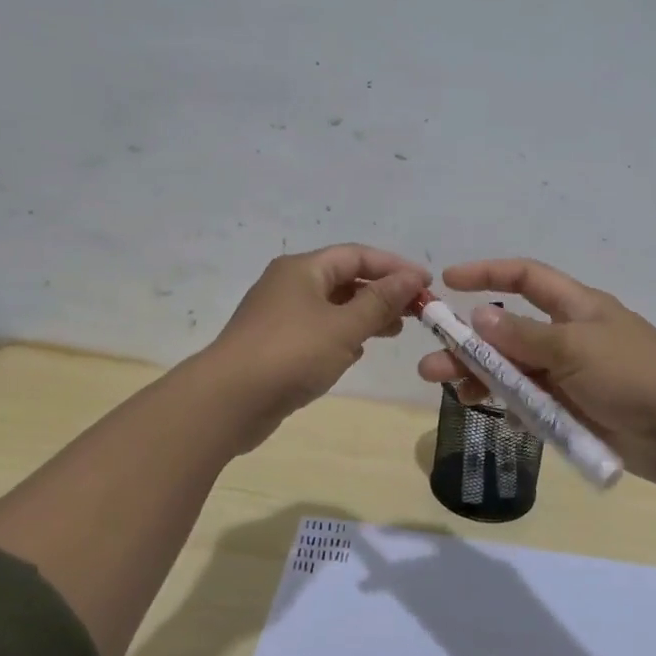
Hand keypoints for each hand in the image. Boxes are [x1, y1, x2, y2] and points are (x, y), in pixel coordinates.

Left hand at [205, 244, 429, 449]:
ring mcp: (280, 315)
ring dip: (365, 315)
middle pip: (345, 278)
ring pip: (332, 306)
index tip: (426, 284)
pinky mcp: (276, 344)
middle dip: (382, 292)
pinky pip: (319, 330)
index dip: (394, 266)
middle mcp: (289, 284)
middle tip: (416, 312)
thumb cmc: (291, 354)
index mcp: (303, 269)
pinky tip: (358, 351)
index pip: (357, 255)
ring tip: (394, 331)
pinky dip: (343, 335)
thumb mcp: (344, 326)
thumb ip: (381, 301)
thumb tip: (412, 277)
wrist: (229, 400)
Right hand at [415, 258, 655, 485]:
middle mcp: (569, 336)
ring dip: (481, 376)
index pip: (525, 277)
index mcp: (576, 306)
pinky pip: (531, 402)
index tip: (448, 281)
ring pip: (515, 370)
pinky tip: (490, 412)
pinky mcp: (573, 409)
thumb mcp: (574, 347)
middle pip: (509, 331)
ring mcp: (571, 375)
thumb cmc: (630, 375)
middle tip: (431, 360)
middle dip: (469, 343)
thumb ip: (523, 336)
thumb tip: (480, 316)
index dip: (487, 274)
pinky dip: (509, 405)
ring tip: (449, 390)